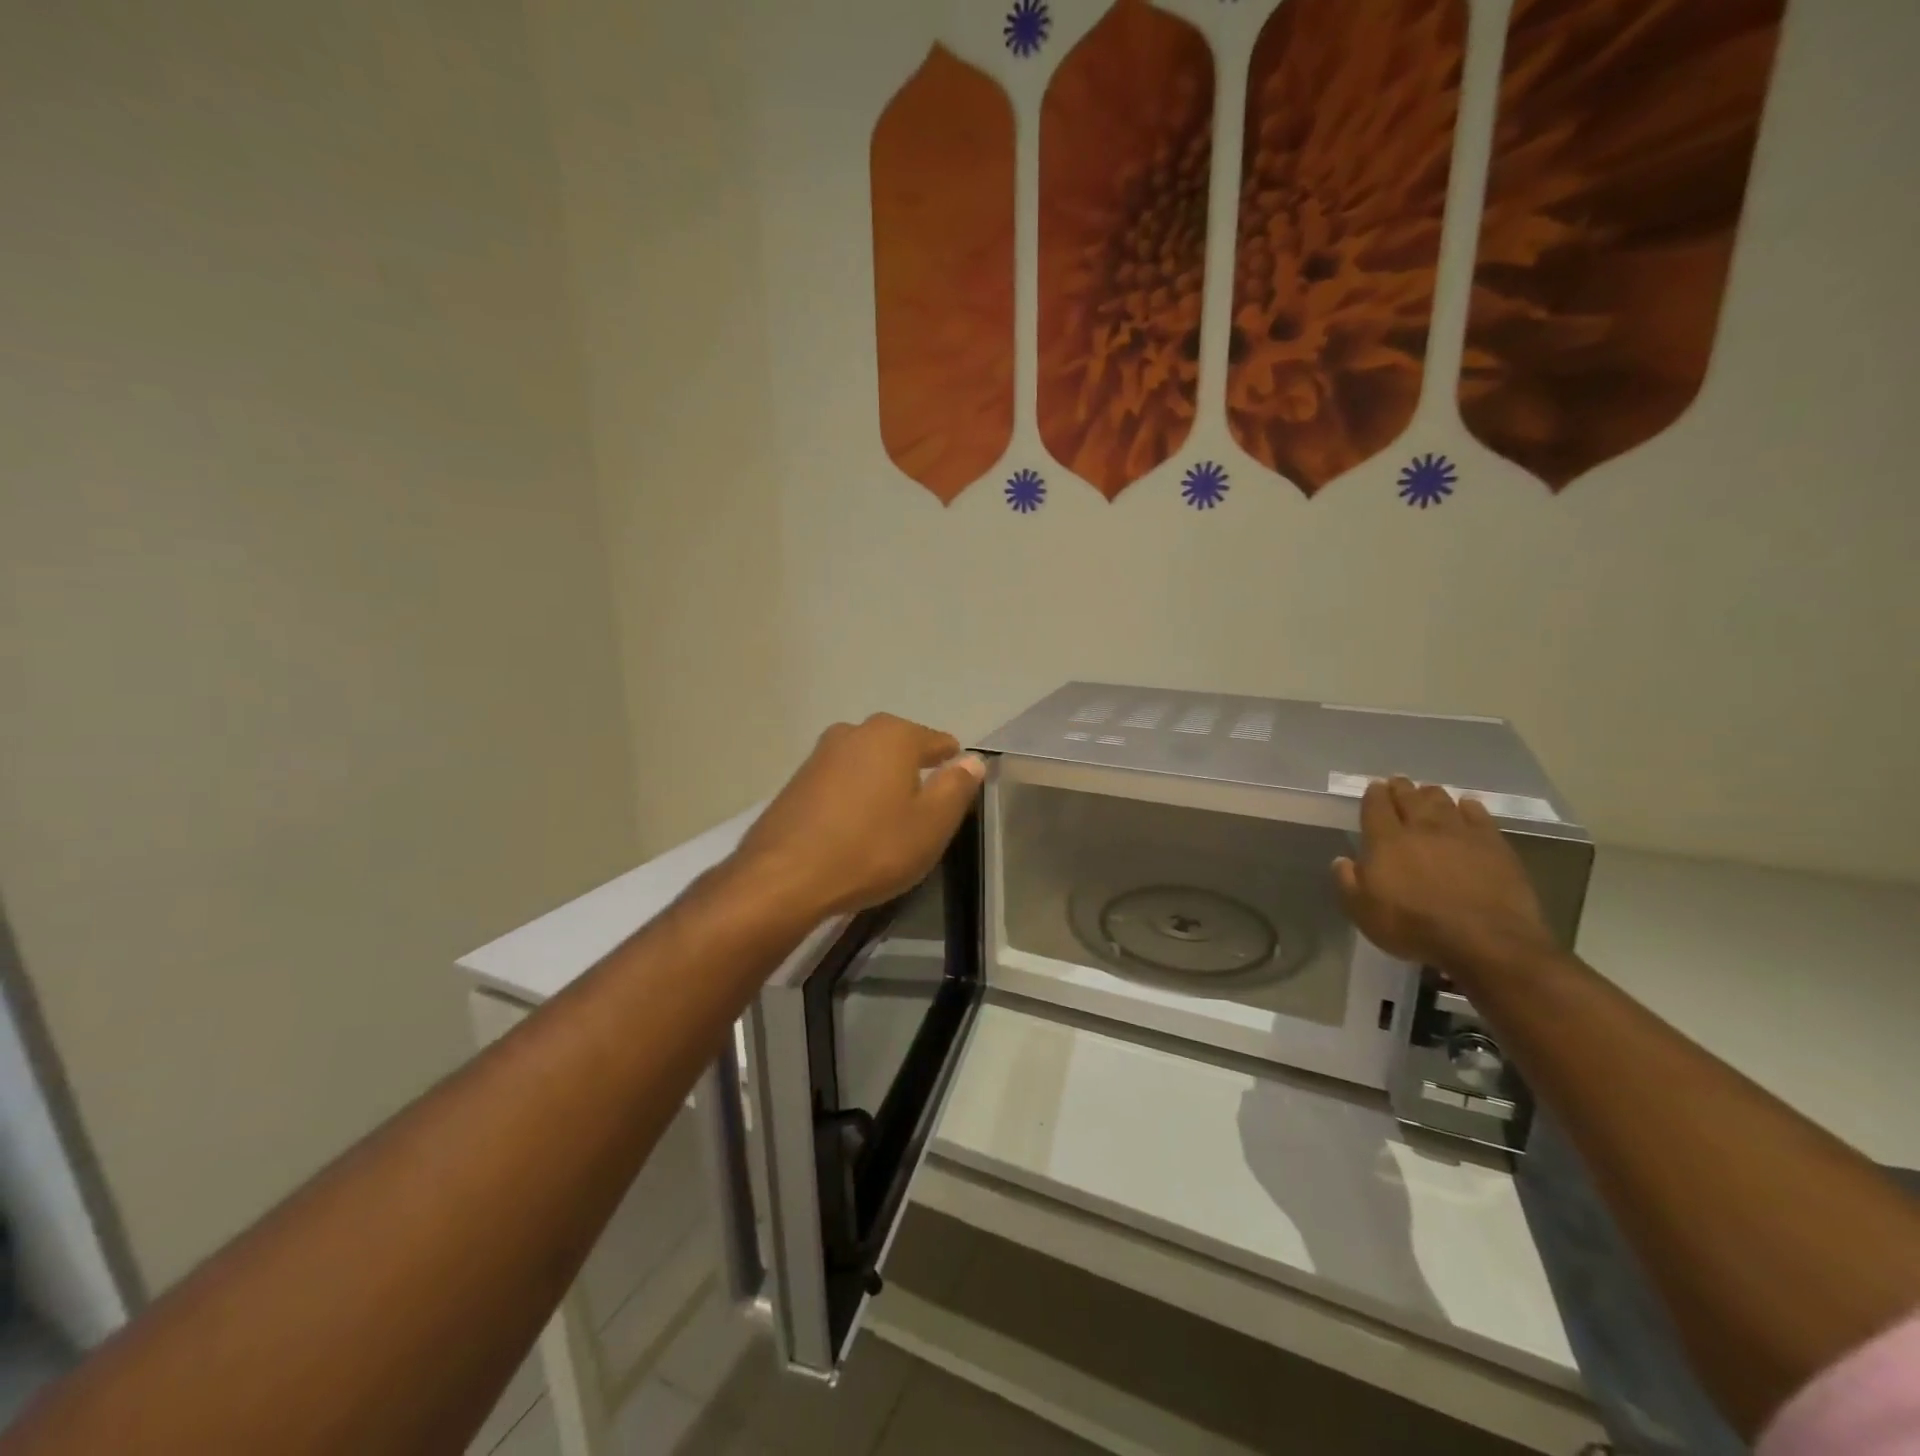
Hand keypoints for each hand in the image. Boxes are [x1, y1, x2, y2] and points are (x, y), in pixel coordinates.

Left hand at [733, 714, 985, 917]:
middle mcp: (855, 732)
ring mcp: (820, 754)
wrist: (784, 877)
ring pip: (867, 766)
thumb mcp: (931, 824)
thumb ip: (956, 787)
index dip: (952, 769)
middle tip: (921, 820)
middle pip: (900, 750)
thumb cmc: (871, 849)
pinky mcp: (796, 781)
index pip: (939, 742)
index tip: (953, 799)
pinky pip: (839, 784)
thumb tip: (972, 760)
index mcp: (893, 735)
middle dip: (913, 777)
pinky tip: (852, 834)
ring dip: (880, 788)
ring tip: (886, 829)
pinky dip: (852, 801)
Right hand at [1332, 778, 1557, 979]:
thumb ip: (1347, 882)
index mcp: (1386, 840)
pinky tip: (1466, 807)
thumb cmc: (1414, 927)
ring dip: (1431, 794)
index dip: (1373, 794)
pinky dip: (1468, 807)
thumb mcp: (1363, 912)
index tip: (1374, 788)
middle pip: (1409, 797)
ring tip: (1427, 793)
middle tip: (1398, 783)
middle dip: (1401, 788)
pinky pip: (1478, 814)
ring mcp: (1460, 833)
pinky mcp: (1494, 844)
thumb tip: (1341, 860)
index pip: (1376, 805)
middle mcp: (1421, 827)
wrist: (1486, 940)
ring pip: (1442, 800)